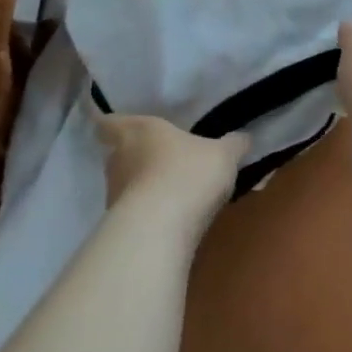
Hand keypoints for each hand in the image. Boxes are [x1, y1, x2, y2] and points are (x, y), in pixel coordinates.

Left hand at [96, 114, 247, 227]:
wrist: (161, 228)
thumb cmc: (188, 172)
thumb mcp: (223, 154)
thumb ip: (233, 144)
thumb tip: (243, 138)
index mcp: (137, 131)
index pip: (108, 123)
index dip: (111, 124)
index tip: (115, 126)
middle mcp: (118, 159)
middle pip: (117, 154)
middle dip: (134, 156)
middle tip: (158, 157)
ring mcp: (115, 195)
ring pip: (125, 184)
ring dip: (141, 186)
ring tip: (168, 190)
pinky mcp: (121, 225)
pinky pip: (134, 211)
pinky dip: (147, 212)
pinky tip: (169, 217)